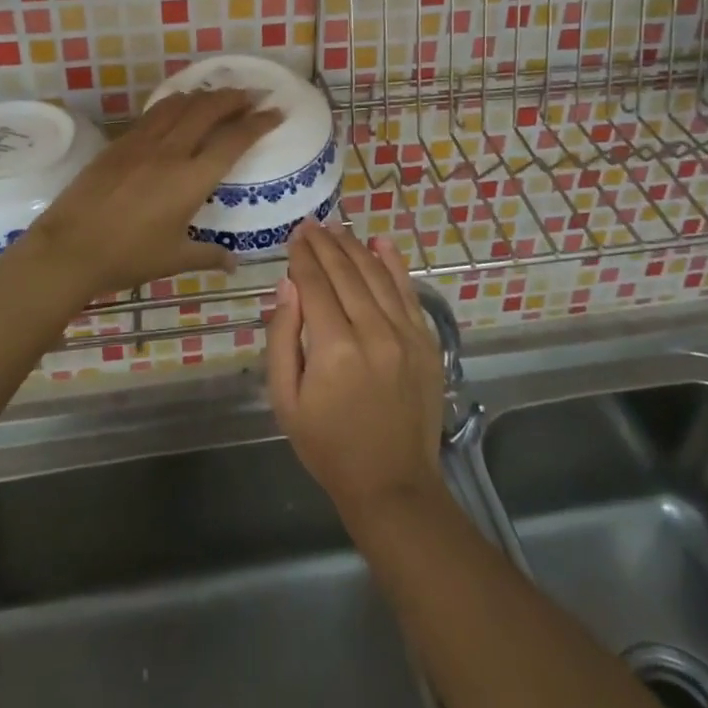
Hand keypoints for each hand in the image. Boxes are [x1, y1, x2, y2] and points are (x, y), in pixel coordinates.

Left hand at [26, 88, 280, 298]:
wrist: (69, 247)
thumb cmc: (127, 257)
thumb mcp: (173, 259)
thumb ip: (208, 255)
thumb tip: (233, 262)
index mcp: (191, 179)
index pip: (234, 140)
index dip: (259, 123)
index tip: (276, 111)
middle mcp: (171, 151)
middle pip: (209, 109)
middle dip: (236, 97)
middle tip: (254, 94)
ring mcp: (142, 142)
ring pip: (180, 104)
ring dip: (205, 95)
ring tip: (220, 95)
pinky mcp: (119, 143)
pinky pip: (154, 112)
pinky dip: (175, 103)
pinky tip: (179, 107)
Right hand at [268, 220, 447, 530]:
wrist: (392, 483)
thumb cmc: (328, 445)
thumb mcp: (286, 400)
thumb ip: (282, 338)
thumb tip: (288, 286)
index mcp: (333, 349)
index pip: (315, 284)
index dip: (303, 256)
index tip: (294, 236)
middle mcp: (373, 332)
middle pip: (345, 272)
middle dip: (325, 243)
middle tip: (311, 224)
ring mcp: (405, 335)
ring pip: (376, 275)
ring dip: (354, 247)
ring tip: (337, 228)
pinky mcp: (426, 342)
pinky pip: (408, 292)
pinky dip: (394, 264)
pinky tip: (380, 243)